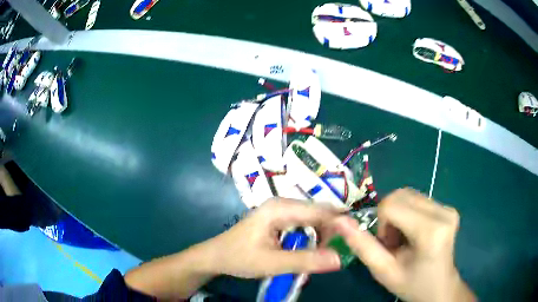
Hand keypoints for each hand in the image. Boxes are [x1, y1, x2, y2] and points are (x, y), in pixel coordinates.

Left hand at [204, 198, 342, 277]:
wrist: (216, 256)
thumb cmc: (240, 258)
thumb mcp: (273, 263)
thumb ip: (306, 261)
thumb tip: (341, 259)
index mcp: (280, 208)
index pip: (320, 211)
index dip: (340, 223)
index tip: (355, 239)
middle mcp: (282, 204)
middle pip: (318, 212)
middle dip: (332, 230)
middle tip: (340, 251)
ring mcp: (280, 210)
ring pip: (313, 218)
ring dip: (323, 234)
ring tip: (327, 253)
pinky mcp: (279, 219)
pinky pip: (304, 223)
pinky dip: (313, 235)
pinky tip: (313, 249)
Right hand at [334, 188, 475, 301]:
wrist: (439, 287)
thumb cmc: (412, 284)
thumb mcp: (383, 271)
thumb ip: (362, 246)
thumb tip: (338, 220)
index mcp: (431, 231)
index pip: (392, 205)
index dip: (381, 223)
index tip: (388, 245)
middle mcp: (443, 212)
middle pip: (400, 195)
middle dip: (389, 217)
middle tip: (393, 242)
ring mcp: (448, 208)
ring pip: (408, 195)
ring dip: (398, 213)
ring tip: (403, 237)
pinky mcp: (448, 207)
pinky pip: (418, 199)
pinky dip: (408, 212)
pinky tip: (413, 232)